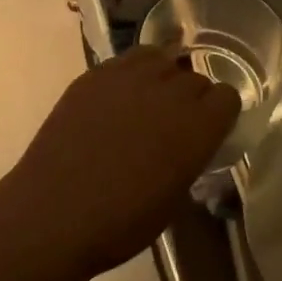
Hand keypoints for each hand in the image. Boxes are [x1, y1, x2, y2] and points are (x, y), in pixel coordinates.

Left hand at [6, 46, 238, 278]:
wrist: (54, 213)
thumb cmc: (120, 222)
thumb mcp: (174, 198)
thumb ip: (189, 158)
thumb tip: (187, 145)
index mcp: (197, 125)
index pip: (227, 95)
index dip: (219, 112)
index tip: (208, 129)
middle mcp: (168, 91)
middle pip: (194, 77)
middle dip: (191, 97)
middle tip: (173, 123)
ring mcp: (127, 78)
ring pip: (159, 58)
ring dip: (161, 76)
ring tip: (147, 101)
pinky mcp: (92, 76)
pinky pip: (123, 62)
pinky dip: (127, 76)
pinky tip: (114, 101)